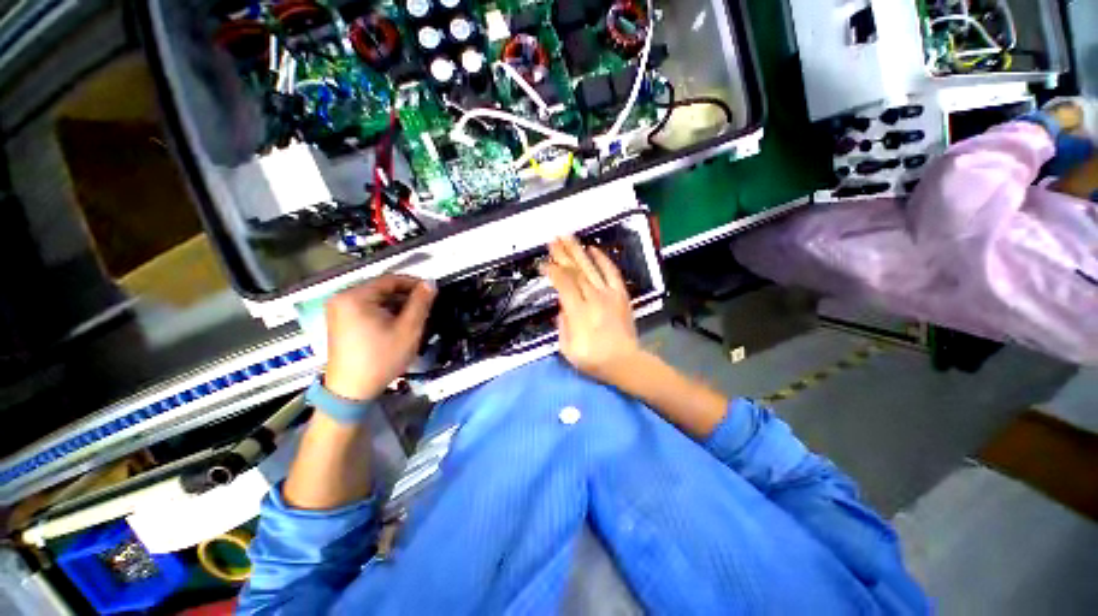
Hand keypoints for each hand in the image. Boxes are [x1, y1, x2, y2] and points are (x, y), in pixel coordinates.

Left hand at [324, 274, 434, 400]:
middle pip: (382, 289)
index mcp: (355, 296)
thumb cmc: (381, 358)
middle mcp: (342, 298)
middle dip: (406, 297)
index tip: (432, 292)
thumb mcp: (408, 329)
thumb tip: (431, 283)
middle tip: (425, 308)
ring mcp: (338, 310)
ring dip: (396, 305)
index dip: (414, 283)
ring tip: (414, 318)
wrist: (352, 390)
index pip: (390, 279)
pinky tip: (397, 325)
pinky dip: (384, 313)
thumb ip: (421, 302)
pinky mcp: (340, 322)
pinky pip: (367, 309)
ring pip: (376, 299)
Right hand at [541, 236, 640, 382]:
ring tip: (568, 236)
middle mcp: (594, 298)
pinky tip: (593, 248)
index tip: (543, 263)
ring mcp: (609, 294)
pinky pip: (612, 272)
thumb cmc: (594, 359)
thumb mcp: (568, 349)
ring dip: (578, 251)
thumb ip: (562, 325)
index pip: (564, 284)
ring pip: (591, 267)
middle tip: (552, 239)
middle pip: (576, 271)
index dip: (553, 271)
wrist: (625, 362)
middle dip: (563, 254)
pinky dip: (602, 259)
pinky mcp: (621, 294)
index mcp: (579, 312)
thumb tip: (562, 307)